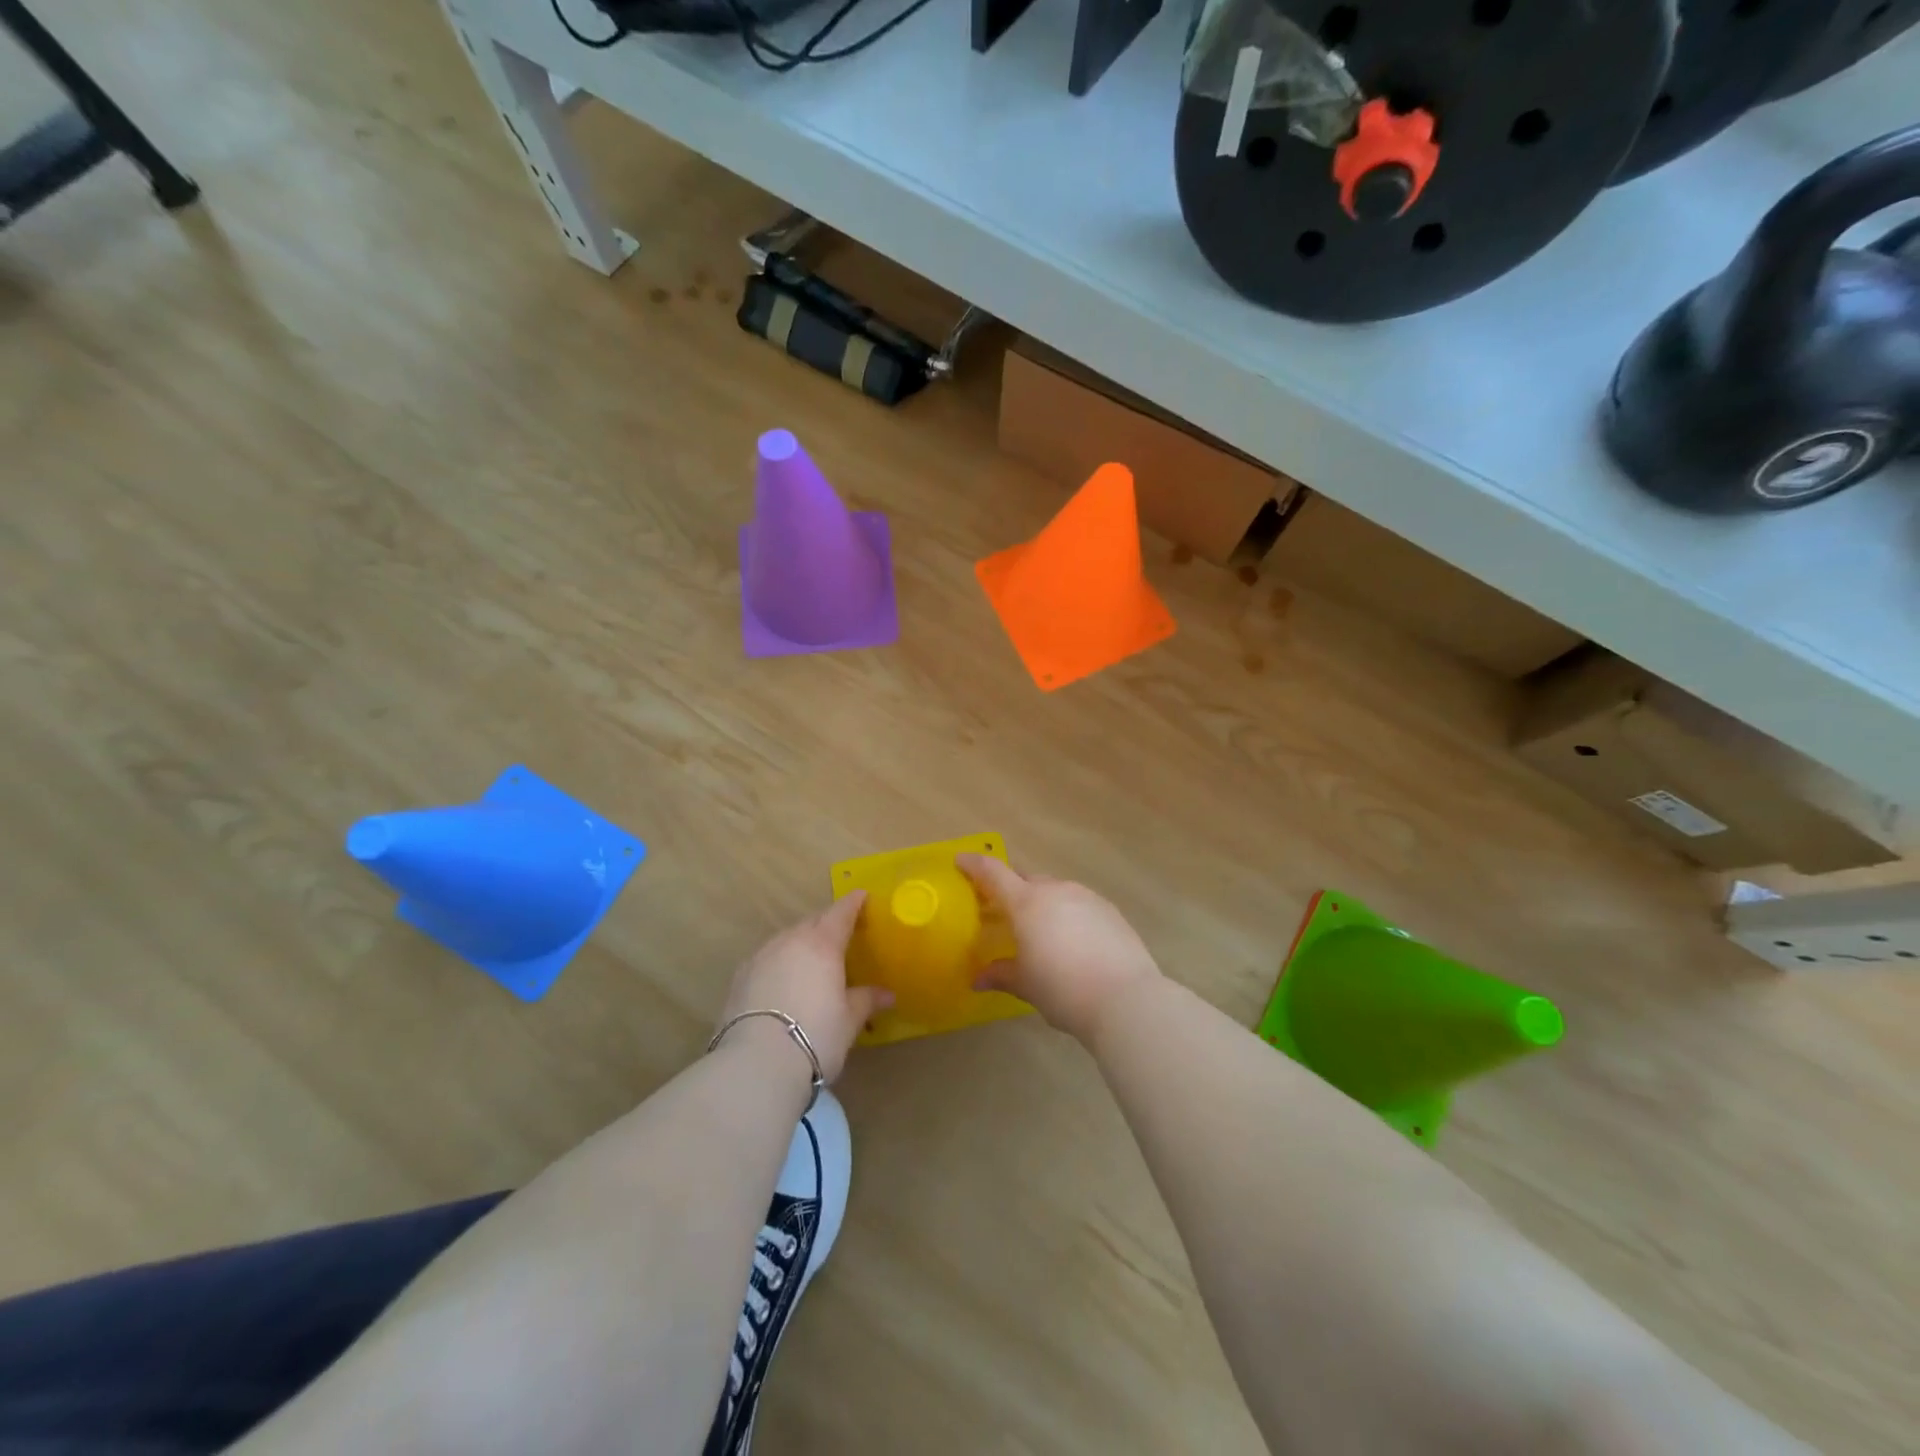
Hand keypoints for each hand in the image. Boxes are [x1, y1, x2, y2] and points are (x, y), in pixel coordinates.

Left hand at [718, 894, 892, 1082]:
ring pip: (787, 939)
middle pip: (812, 922)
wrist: (756, 1064)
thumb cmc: (815, 1035)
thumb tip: (887, 994)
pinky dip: (780, 962)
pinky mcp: (739, 977)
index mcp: (822, 943)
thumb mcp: (849, 1020)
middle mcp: (790, 940)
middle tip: (841, 934)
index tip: (862, 896)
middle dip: (827, 923)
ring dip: (801, 943)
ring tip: (812, 961)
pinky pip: (767, 958)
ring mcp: (761, 956)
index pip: (841, 912)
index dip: (853, 903)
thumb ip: (866, 1000)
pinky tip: (784, 981)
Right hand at [955, 855, 1162, 1043]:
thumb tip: (978, 978)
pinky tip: (1072, 940)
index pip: (993, 872)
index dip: (975, 864)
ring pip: (1055, 890)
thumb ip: (1001, 975)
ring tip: (1040, 930)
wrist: (1125, 998)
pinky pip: (1079, 904)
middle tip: (1002, 909)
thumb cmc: (1063, 989)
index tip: (961, 860)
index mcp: (1027, 903)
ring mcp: (1086, 897)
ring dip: (1042, 902)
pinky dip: (1068, 914)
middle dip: (1011, 889)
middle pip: (1026, 879)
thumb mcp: (1026, 985)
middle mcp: (1055, 890)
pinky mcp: (1109, 910)